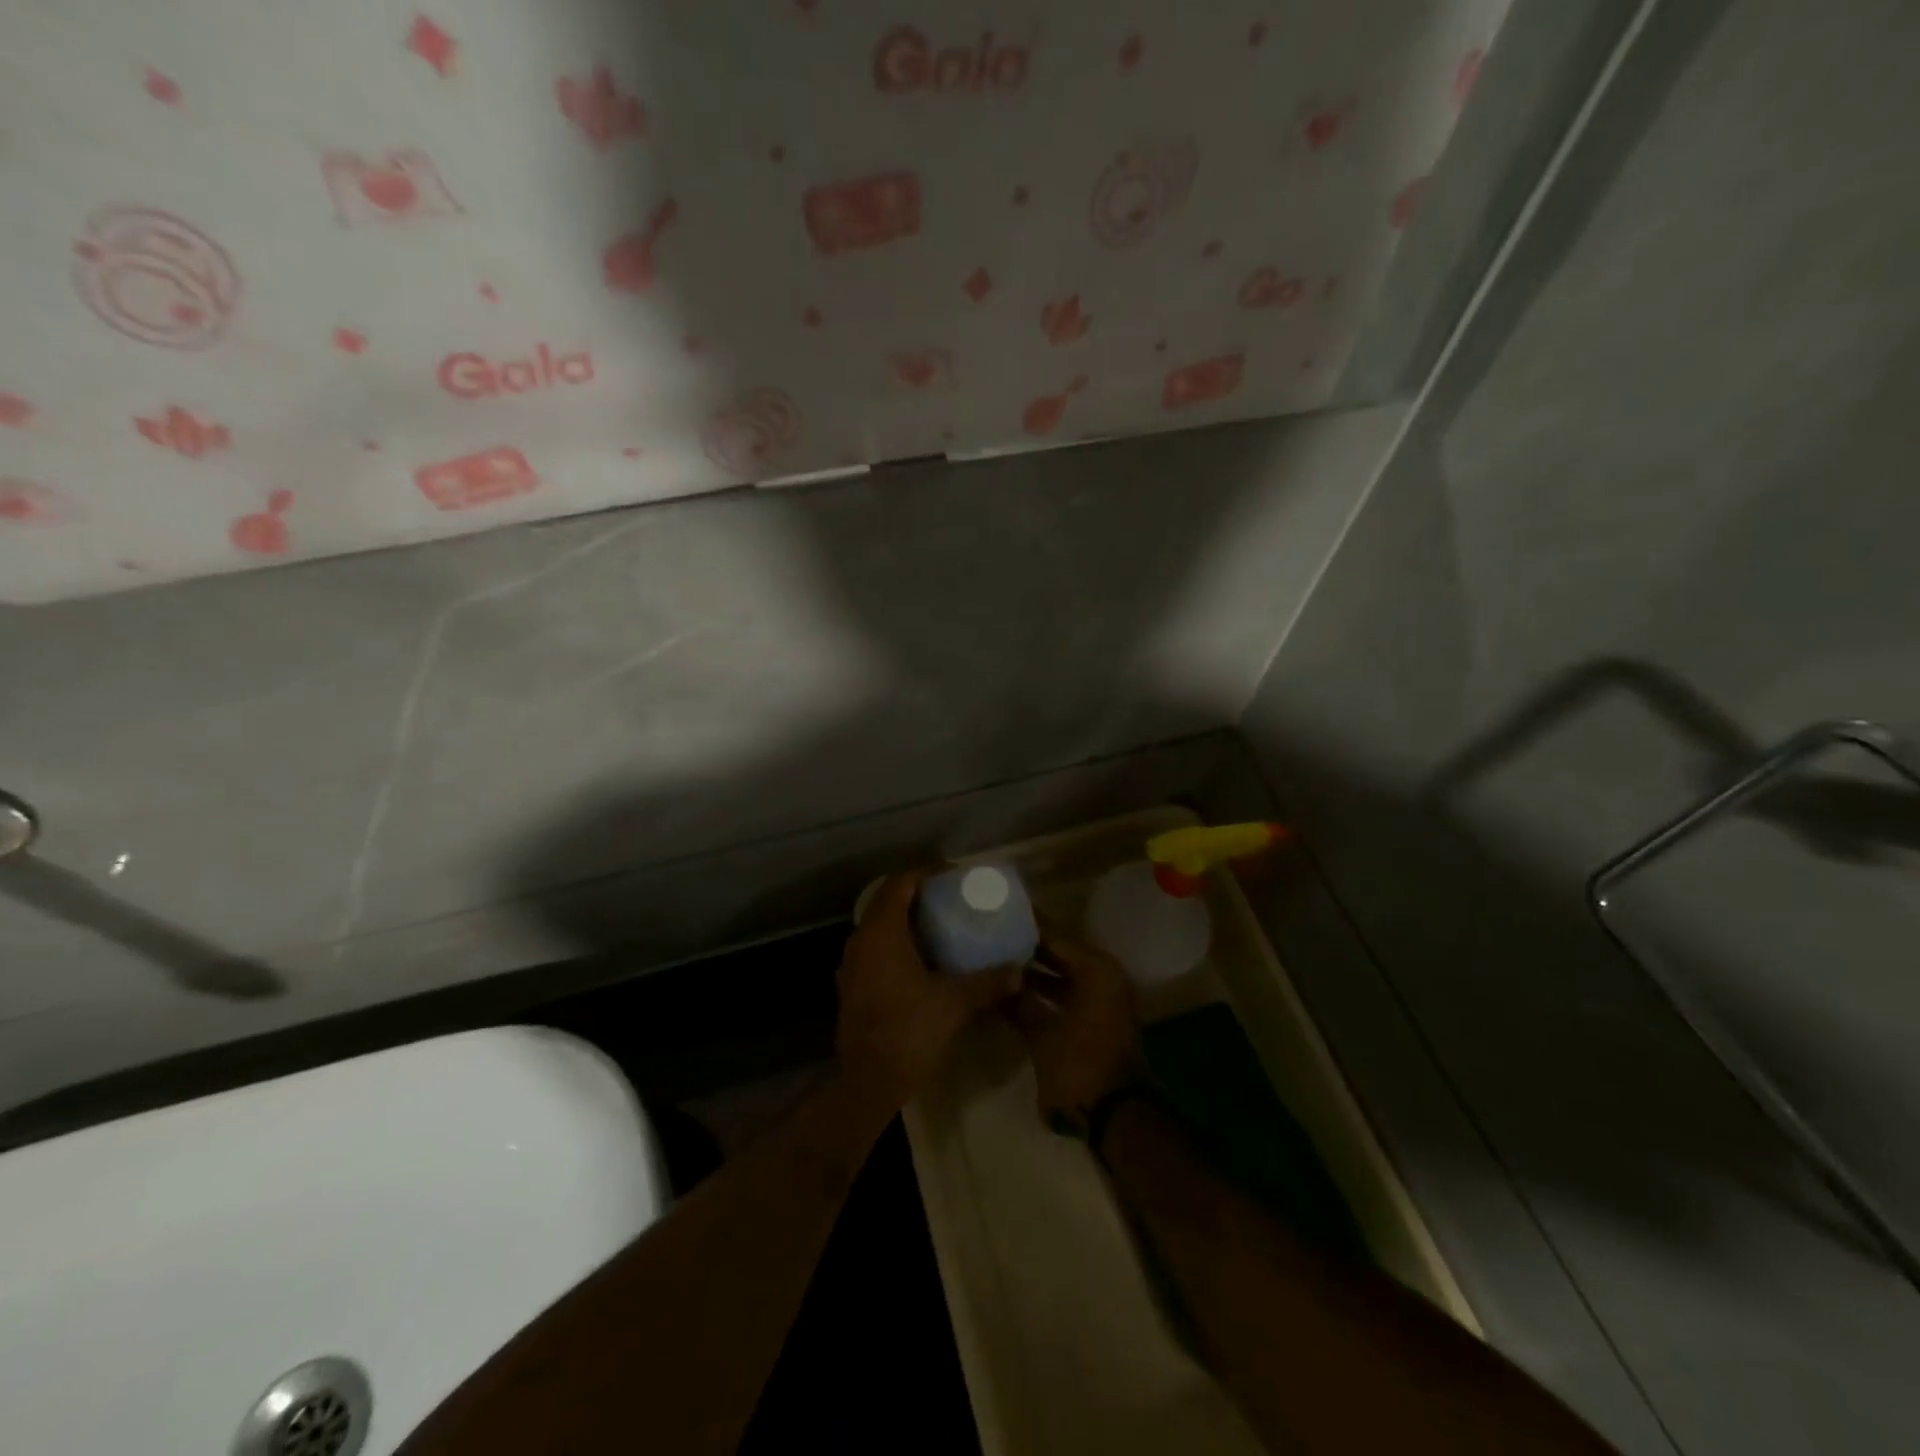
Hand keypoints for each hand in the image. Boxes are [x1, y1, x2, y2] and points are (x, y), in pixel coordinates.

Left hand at [836, 873, 1022, 1111]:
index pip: (899, 884)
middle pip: (887, 903)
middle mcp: (860, 941)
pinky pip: (875, 952)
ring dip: (906, 923)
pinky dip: (897, 947)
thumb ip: (988, 982)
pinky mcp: (851, 988)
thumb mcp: (955, 1003)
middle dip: (918, 897)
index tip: (952, 878)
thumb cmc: (909, 1032)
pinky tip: (921, 964)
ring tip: (941, 929)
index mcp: (881, 933)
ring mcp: (851, 966)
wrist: (868, 1084)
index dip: (925, 874)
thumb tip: (1018, 971)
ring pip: (879, 929)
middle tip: (951, 902)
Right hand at [1011, 935, 1141, 1127]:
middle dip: (1029, 951)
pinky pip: (1070, 995)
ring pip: (1065, 976)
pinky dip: (1047, 995)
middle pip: (1061, 954)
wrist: (1118, 1117)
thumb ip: (1020, 1003)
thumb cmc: (1079, 1065)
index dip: (1026, 929)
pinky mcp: (1100, 1021)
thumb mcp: (1041, 1033)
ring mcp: (1106, 1001)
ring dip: (1037, 974)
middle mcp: (1106, 978)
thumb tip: (999, 981)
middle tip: (994, 940)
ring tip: (999, 966)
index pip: (1055, 937)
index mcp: (1097, 970)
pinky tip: (1017, 995)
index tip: (999, 918)